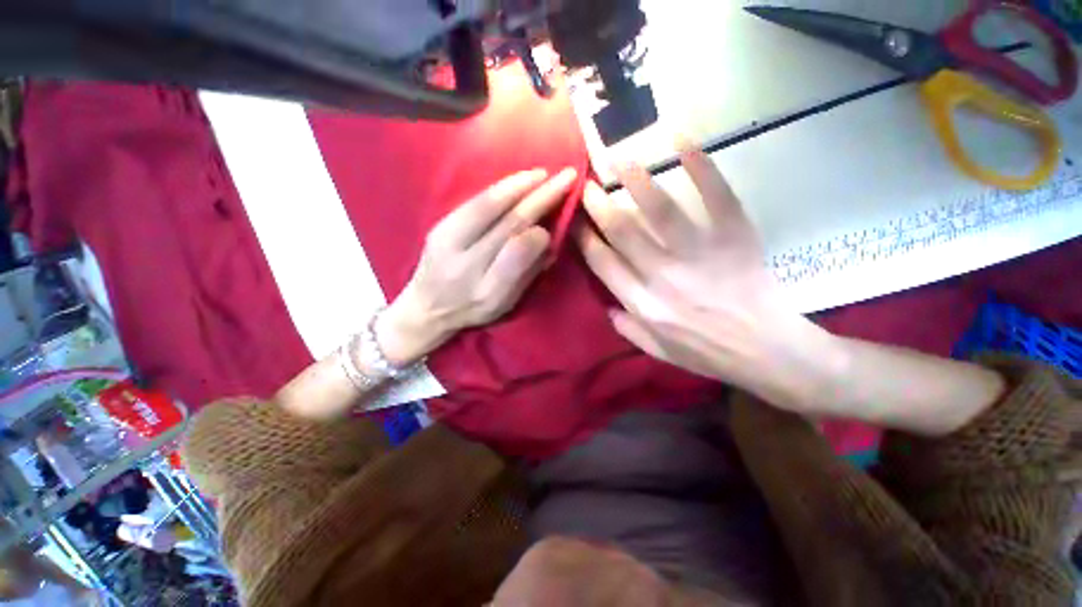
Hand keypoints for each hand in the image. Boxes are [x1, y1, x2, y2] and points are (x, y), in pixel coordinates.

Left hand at [378, 167, 578, 365]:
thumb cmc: (473, 308)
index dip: (537, 236)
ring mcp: (447, 243)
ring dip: (519, 187)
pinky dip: (499, 188)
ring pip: (488, 207)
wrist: (426, 307)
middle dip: (540, 199)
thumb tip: (546, 238)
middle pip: (507, 225)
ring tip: (543, 174)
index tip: (554, 224)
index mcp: (487, 292)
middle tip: (566, 177)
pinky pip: (474, 202)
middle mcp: (465, 267)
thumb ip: (527, 273)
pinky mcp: (439, 227)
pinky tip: (517, 180)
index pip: (515, 256)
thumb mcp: (505, 302)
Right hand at [576, 143, 836, 410]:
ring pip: (660, 210)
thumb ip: (628, 330)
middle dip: (599, 204)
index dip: (585, 238)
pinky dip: (700, 165)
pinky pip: (716, 195)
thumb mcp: (660, 352)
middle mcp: (663, 276)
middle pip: (623, 231)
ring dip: (636, 180)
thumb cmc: (708, 353)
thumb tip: (607, 307)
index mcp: (643, 304)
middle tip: (587, 183)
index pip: (603, 263)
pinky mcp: (733, 237)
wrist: (767, 351)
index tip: (575, 220)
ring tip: (619, 159)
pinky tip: (681, 140)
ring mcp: (699, 254)